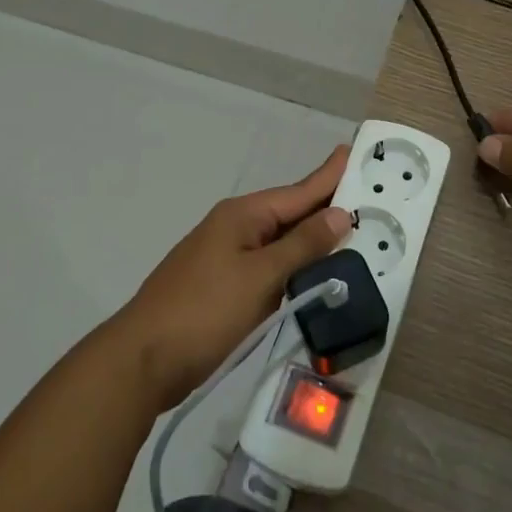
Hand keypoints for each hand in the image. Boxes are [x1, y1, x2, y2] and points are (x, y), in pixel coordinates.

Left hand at [113, 146, 352, 409]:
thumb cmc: (204, 311)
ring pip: (281, 242)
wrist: (143, 360)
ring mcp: (227, 258)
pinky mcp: (224, 286)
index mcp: (243, 215)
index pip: (299, 191)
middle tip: (369, 198)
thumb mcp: (260, 276)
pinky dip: (295, 267)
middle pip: (290, 213)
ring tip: (352, 233)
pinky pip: (270, 267)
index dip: (329, 175)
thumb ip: (302, 245)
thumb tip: (339, 213)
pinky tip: (315, 274)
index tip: (354, 151)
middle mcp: (236, 228)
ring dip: (313, 241)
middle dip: (327, 207)